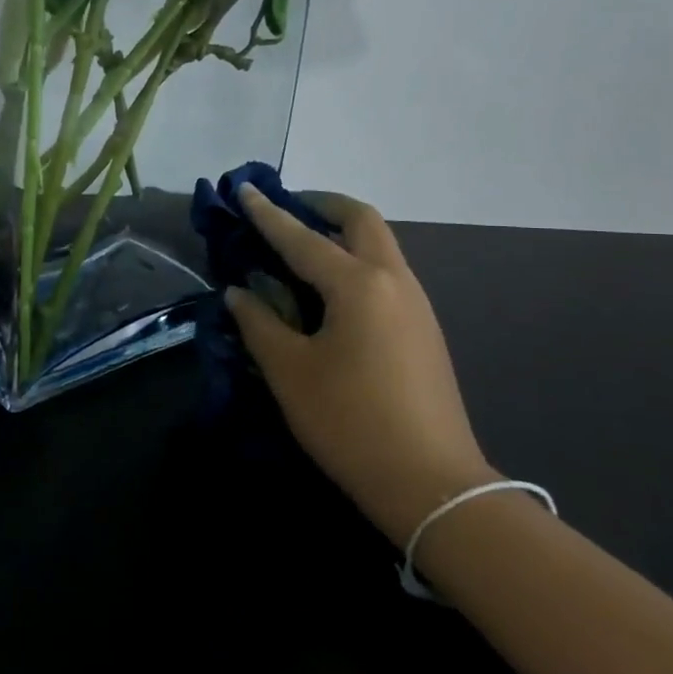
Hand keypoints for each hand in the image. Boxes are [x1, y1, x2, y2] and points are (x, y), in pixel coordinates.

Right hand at [225, 186, 497, 547]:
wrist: (433, 483)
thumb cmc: (350, 423)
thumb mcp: (290, 373)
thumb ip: (260, 324)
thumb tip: (239, 292)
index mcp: (357, 285)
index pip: (302, 238)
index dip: (268, 214)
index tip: (244, 189)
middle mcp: (393, 280)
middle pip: (360, 219)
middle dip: (322, 205)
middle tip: (287, 209)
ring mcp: (416, 302)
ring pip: (380, 244)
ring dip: (342, 232)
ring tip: (303, 247)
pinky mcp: (424, 327)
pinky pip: (387, 272)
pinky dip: (356, 260)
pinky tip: (332, 290)